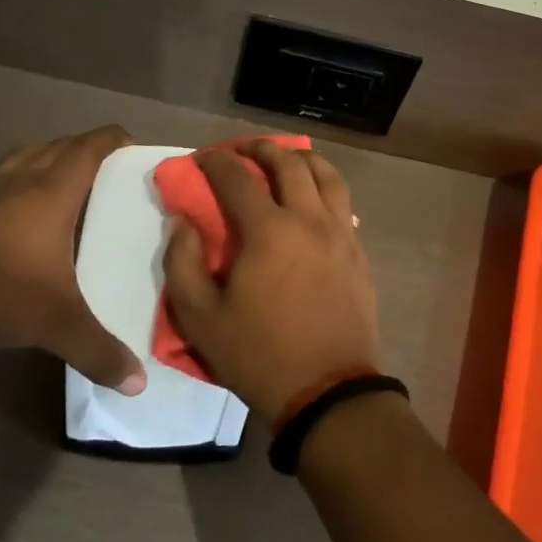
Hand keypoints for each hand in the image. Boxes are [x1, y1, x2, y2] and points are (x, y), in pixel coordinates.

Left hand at [0, 124, 146, 394]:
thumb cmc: (1, 289)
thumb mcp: (56, 323)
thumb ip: (98, 349)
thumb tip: (138, 382)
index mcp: (54, 191)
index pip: (90, 147)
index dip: (112, 139)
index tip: (129, 144)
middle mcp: (21, 177)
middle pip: (59, 145)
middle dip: (83, 149)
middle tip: (103, 169)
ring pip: (24, 156)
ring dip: (46, 160)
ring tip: (59, 183)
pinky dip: (12, 182)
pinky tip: (11, 209)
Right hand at [163, 140, 380, 420]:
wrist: (328, 392)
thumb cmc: (259, 355)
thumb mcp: (201, 319)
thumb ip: (182, 263)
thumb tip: (183, 222)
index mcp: (269, 231)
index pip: (237, 178)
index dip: (216, 162)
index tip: (202, 158)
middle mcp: (309, 220)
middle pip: (289, 163)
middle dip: (262, 148)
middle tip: (244, 150)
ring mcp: (341, 234)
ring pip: (327, 175)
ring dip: (302, 159)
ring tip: (286, 160)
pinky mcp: (359, 252)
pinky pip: (344, 203)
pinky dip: (326, 187)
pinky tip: (315, 199)